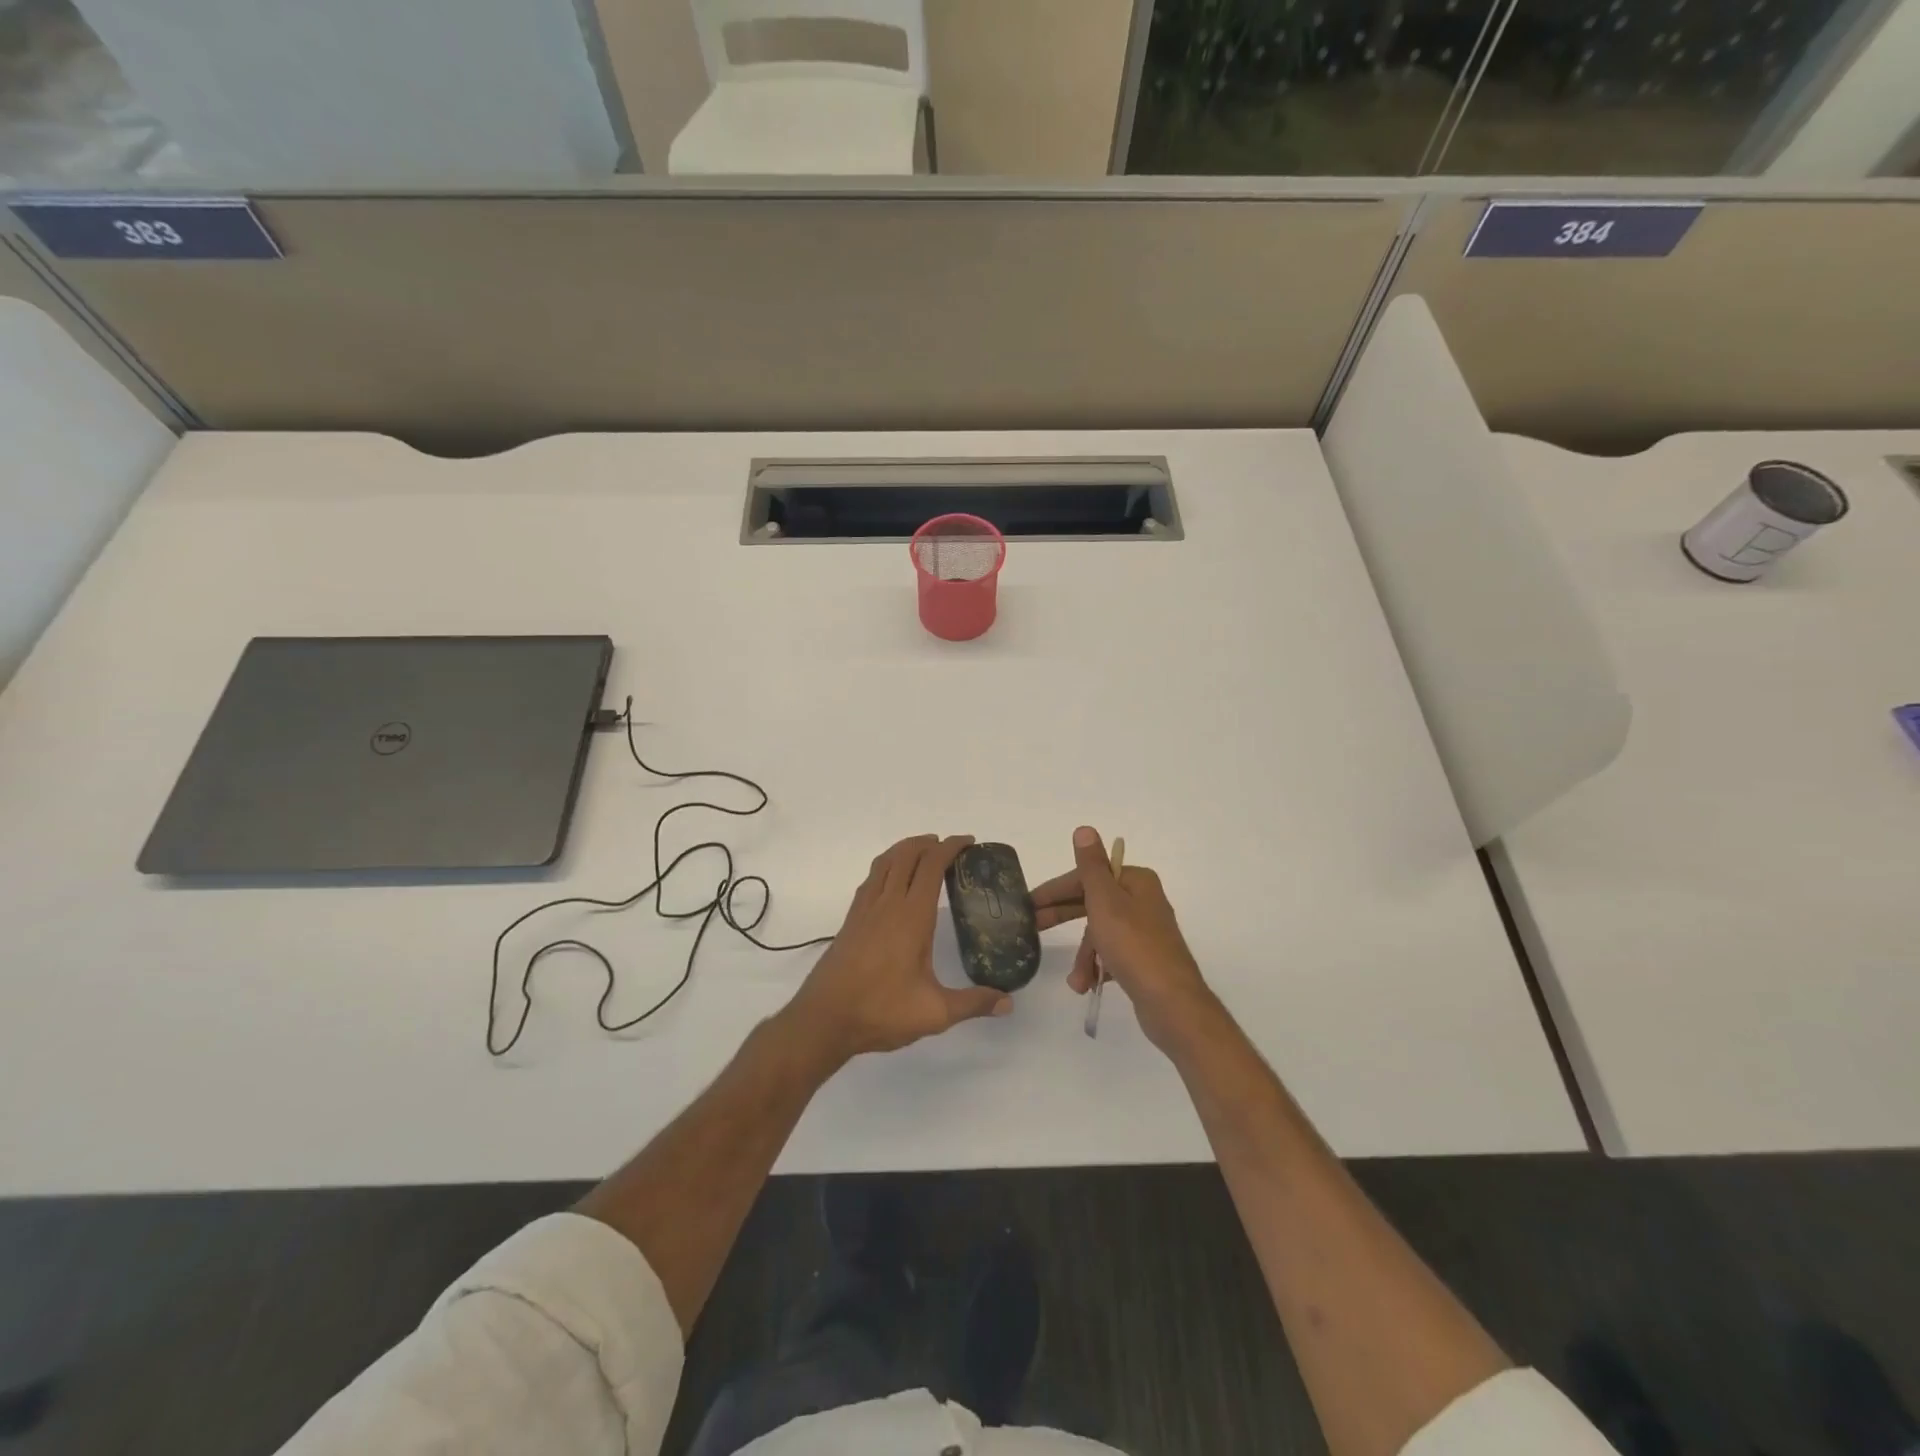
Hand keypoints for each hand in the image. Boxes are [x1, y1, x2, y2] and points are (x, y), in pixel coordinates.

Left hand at [785, 834, 1011, 1065]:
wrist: (824, 1019)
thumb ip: (973, 1003)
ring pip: (884, 863)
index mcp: (911, 916)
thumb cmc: (881, 1011)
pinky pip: (870, 879)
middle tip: (949, 846)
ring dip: (905, 850)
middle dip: (929, 843)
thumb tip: (1008, 1002)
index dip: (950, 848)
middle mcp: (887, 904)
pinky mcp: (851, 921)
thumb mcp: (935, 1013)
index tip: (967, 842)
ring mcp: (865, 910)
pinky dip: (886, 867)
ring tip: (922, 852)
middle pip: (906, 855)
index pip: (931, 866)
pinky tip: (891, 883)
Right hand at [1030, 826, 1216, 1052]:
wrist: (1172, 1003)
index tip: (1030, 903)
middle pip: (1092, 902)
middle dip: (1064, 918)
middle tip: (1033, 926)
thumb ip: (1091, 866)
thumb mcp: (1105, 901)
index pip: (1088, 876)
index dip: (1057, 889)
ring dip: (1084, 955)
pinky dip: (1098, 967)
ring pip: (1101, 933)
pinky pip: (1112, 954)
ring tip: (1076, 980)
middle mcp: (1143, 901)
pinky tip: (1088, 985)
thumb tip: (1084, 829)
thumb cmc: (1133, 946)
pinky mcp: (1145, 959)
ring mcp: (1146, 932)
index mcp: (1136, 881)